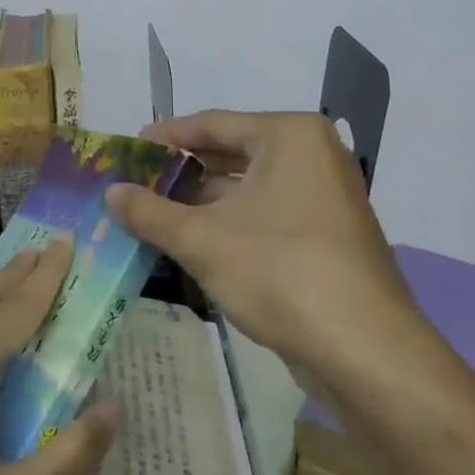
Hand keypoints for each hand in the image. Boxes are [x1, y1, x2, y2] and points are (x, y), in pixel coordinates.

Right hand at [106, 111, 442, 390]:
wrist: (364, 350)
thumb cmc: (281, 272)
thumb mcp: (203, 240)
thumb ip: (150, 212)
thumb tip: (110, 192)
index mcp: (289, 136)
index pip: (214, 123)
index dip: (167, 136)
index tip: (130, 146)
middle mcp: (312, 156)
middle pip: (232, 153)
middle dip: (182, 172)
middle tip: (136, 182)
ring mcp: (324, 197)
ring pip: (248, 189)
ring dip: (202, 202)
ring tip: (152, 213)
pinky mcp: (326, 235)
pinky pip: (266, 215)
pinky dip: (229, 224)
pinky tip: (192, 241)